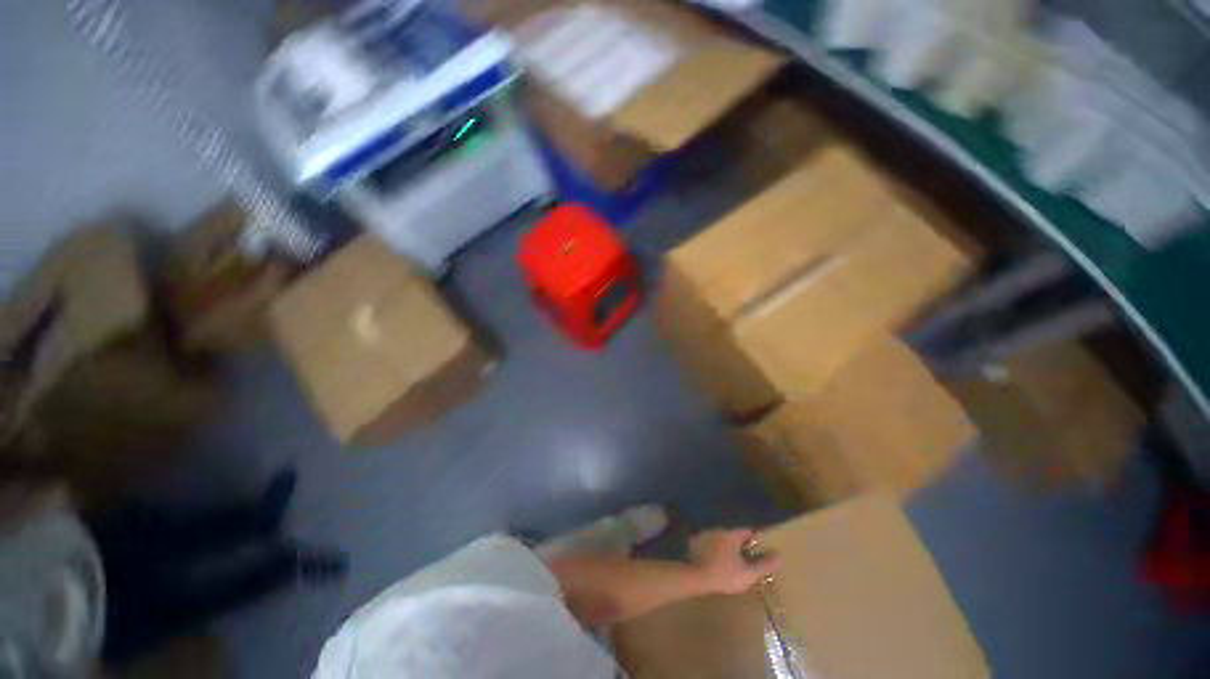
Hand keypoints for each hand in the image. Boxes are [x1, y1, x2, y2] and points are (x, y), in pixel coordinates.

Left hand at [688, 529, 779, 595]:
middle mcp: (718, 529)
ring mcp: (705, 534)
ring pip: (720, 537)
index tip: (759, 548)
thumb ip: (764, 565)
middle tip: (746, 556)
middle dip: (740, 543)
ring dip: (726, 545)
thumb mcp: (748, 574)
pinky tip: (715, 560)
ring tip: (730, 559)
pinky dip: (713, 549)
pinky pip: (708, 543)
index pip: (747, 531)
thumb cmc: (724, 574)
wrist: (696, 576)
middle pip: (733, 534)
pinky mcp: (695, 542)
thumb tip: (779, 556)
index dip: (755, 539)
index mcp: (732, 534)